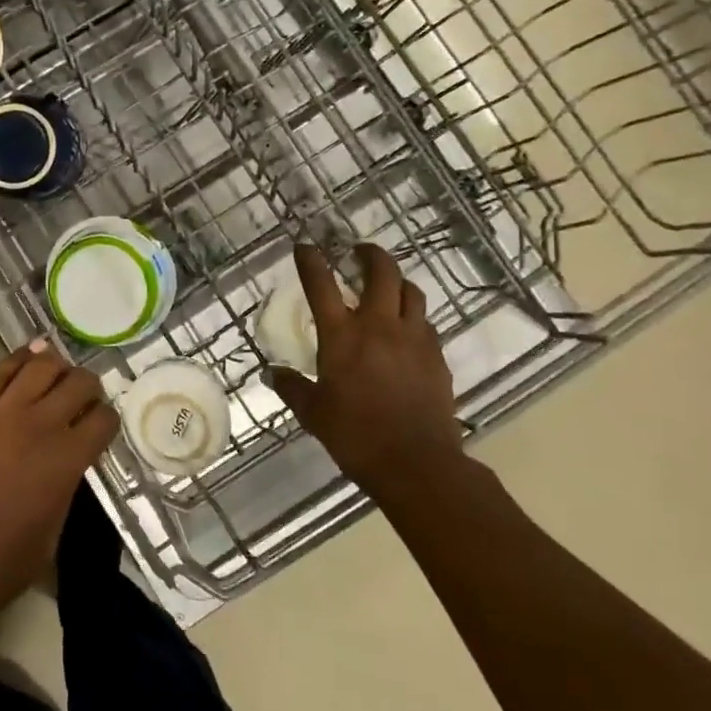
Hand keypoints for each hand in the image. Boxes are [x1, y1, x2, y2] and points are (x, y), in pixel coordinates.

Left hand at [0, 339, 116, 637]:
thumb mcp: (47, 539)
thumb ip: (62, 492)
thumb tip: (65, 468)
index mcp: (65, 462)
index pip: (103, 420)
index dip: (107, 420)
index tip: (101, 427)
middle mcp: (38, 427)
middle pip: (77, 383)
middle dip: (88, 387)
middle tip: (84, 397)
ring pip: (40, 366)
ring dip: (56, 365)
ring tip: (58, 371)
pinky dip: (19, 359)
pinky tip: (28, 356)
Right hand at [268, 243, 464, 495]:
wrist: (417, 463)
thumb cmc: (355, 436)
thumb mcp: (313, 413)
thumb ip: (292, 388)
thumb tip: (273, 373)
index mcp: (341, 336)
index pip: (321, 285)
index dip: (310, 261)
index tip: (305, 247)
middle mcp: (379, 326)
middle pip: (382, 272)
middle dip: (370, 254)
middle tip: (359, 252)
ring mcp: (413, 339)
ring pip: (411, 292)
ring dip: (397, 282)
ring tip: (387, 287)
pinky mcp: (437, 357)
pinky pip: (425, 323)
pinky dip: (412, 316)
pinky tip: (406, 331)